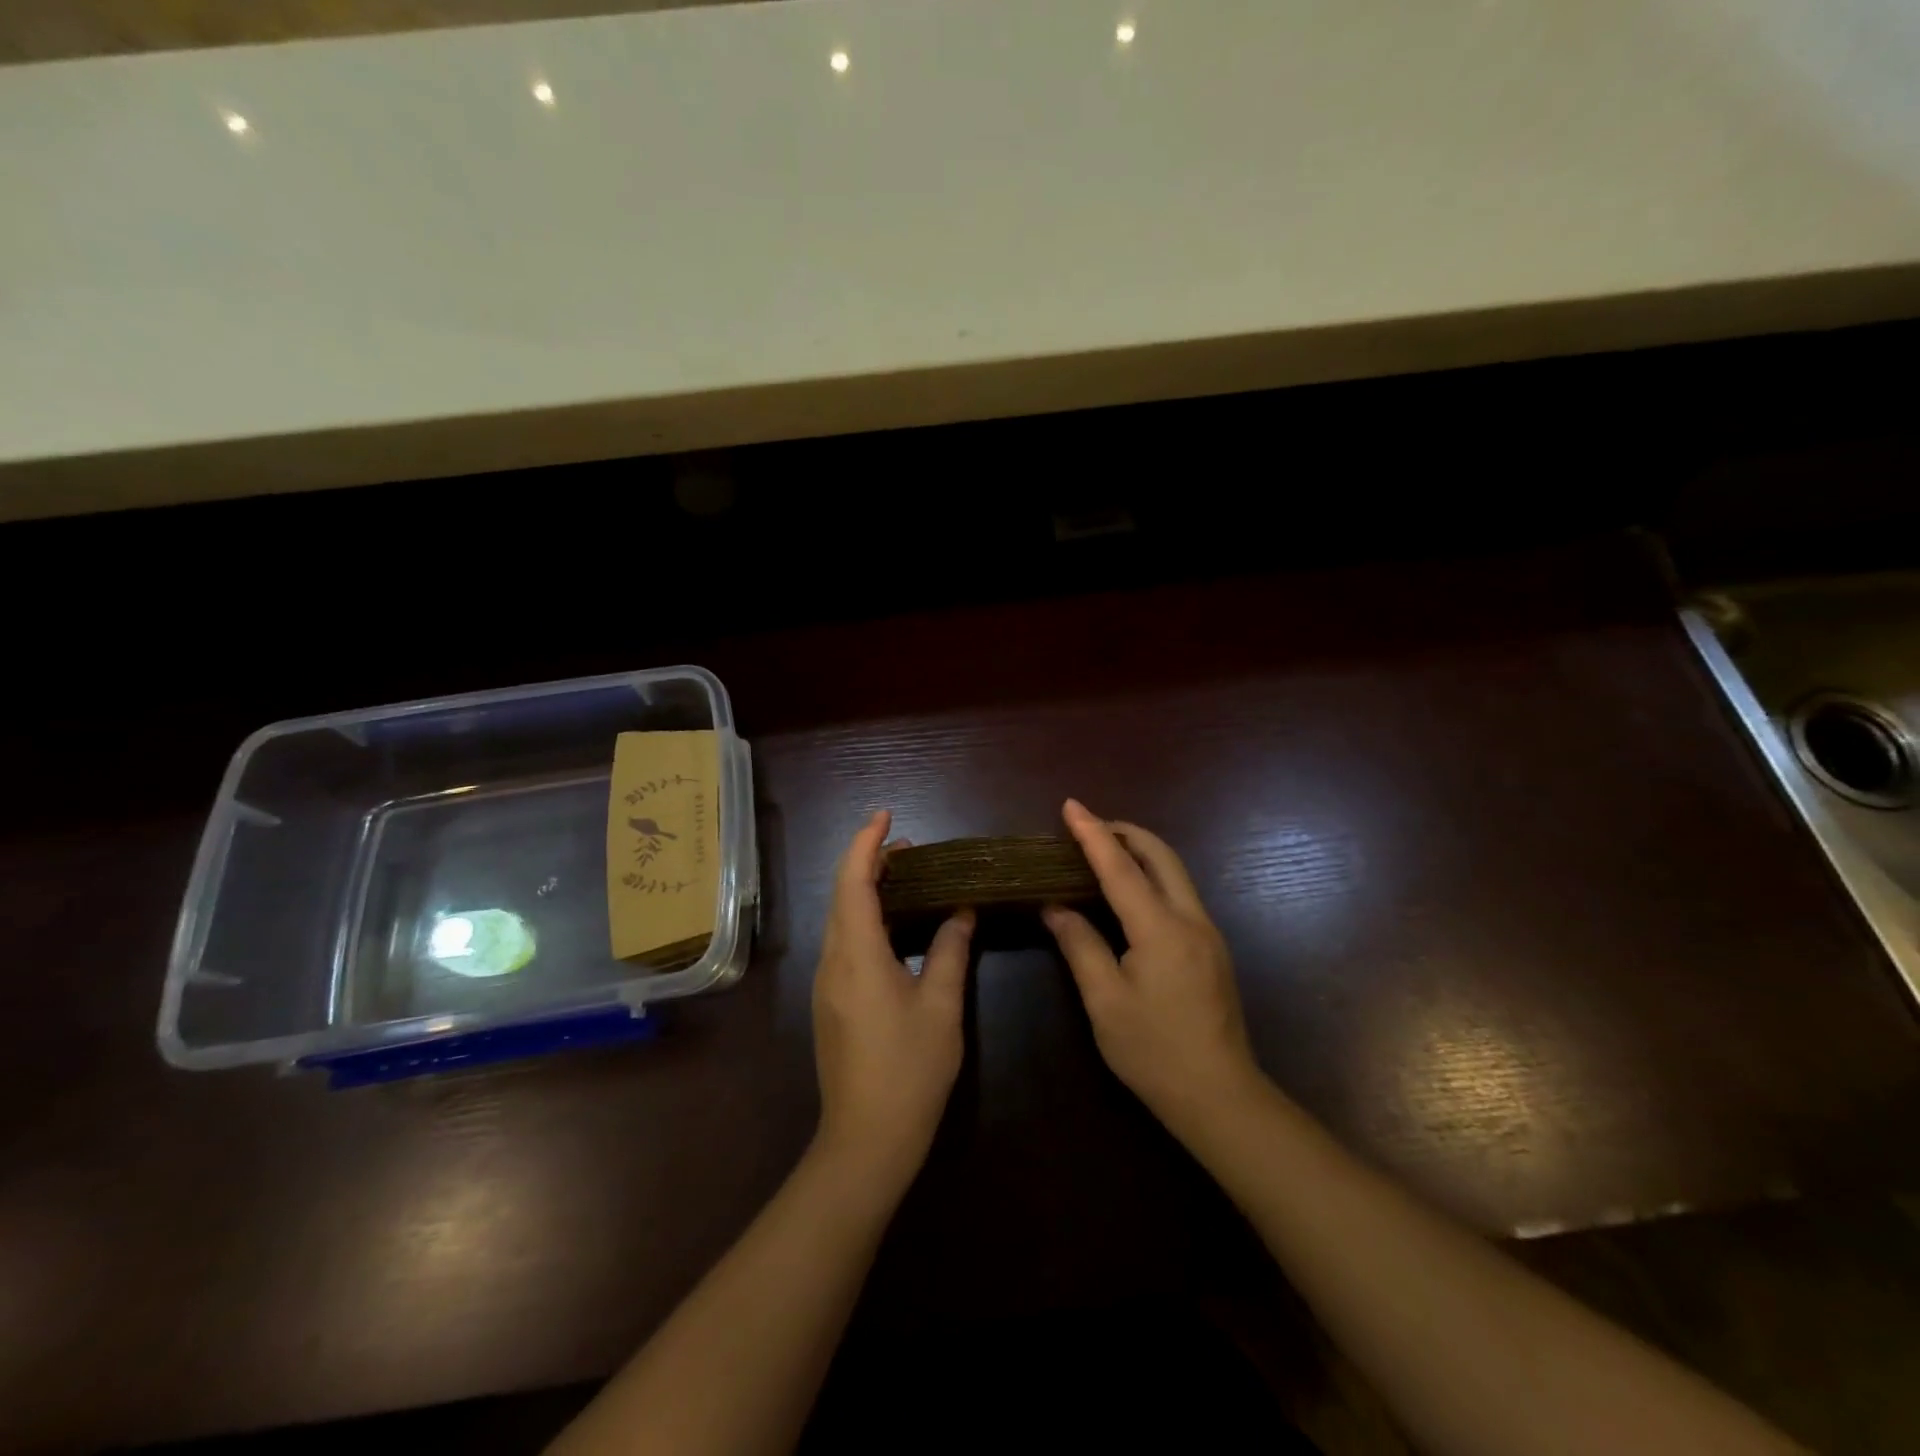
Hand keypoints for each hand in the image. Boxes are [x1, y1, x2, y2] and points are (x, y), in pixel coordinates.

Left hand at [812, 810, 974, 1195]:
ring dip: (866, 889)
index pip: (853, 882)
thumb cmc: (909, 1071)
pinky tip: (894, 925)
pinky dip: (865, 917)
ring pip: (840, 918)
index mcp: (857, 955)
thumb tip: (962, 911)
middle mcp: (833, 961)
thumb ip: (950, 951)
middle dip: (869, 861)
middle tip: (910, 848)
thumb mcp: (941, 1007)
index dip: (866, 843)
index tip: (885, 816)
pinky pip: (844, 941)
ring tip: (906, 877)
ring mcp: (827, 983)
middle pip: (842, 895)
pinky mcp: (831, 1002)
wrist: (866, 1141)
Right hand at [1045, 799, 1260, 1136]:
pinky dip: (1151, 877)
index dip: (1092, 834)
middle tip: (1087, 827)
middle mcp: (1191, 920)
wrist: (1220, 1097)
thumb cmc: (1154, 1051)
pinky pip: (1179, 894)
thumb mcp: (1104, 1001)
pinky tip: (1129, 894)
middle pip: (1160, 855)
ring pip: (1174, 872)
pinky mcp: (1212, 949)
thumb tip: (1055, 906)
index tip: (1071, 805)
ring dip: (1140, 852)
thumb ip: (1080, 945)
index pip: (1121, 868)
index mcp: (1161, 929)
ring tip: (1102, 852)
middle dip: (1124, 832)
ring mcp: (1208, 933)